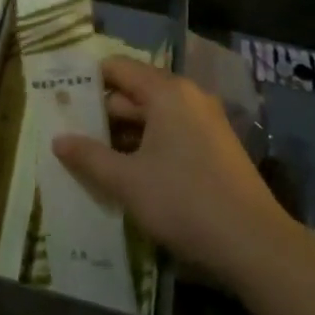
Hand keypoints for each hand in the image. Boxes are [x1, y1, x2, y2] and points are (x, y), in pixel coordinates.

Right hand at [52, 57, 289, 283]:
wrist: (256, 246)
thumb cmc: (184, 201)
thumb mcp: (127, 181)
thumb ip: (89, 156)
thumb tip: (58, 140)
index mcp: (167, 92)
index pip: (118, 68)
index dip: (87, 80)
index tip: (60, 97)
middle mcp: (188, 98)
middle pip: (134, 92)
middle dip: (102, 112)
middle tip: (68, 130)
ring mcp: (206, 123)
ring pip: (153, 117)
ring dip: (123, 134)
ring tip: (90, 155)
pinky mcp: (216, 149)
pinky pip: (171, 134)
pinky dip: (147, 146)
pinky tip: (127, 172)